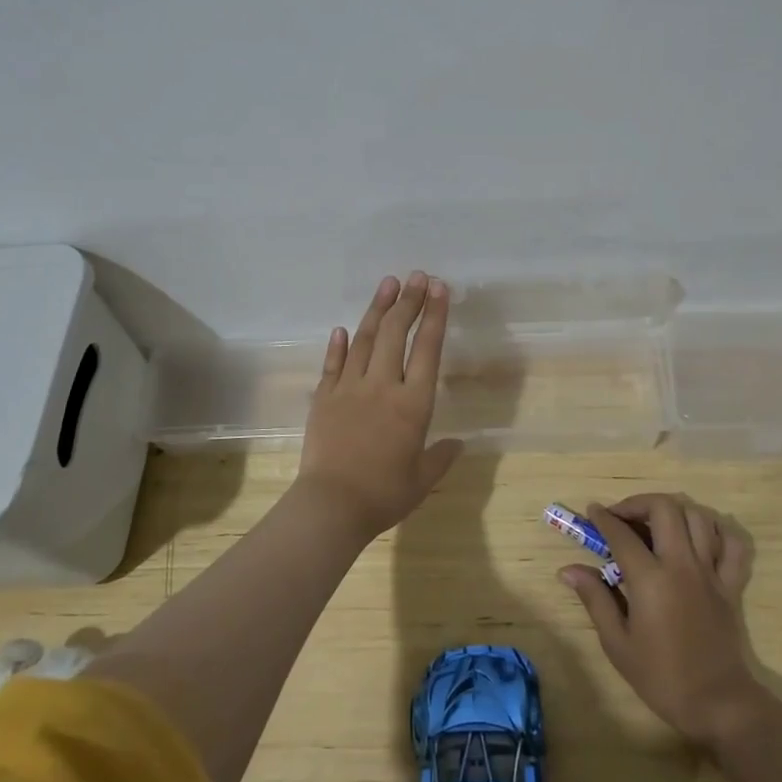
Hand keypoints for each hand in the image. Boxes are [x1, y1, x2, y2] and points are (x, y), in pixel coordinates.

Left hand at [296, 272, 462, 540]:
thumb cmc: (384, 494)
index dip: (434, 315)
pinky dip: (338, 344)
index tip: (439, 288)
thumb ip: (441, 456)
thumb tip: (458, 443)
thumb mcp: (422, 479)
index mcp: (413, 404)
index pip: (427, 349)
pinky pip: (333, 364)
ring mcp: (349, 388)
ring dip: (377, 309)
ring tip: (388, 284)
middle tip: (416, 275)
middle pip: (395, 334)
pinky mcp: (324, 398)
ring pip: (363, 339)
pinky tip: (342, 328)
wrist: (331, 505)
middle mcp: (382, 386)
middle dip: (408, 301)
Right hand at [560, 492, 760, 748]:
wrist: (718, 704)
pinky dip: (717, 530)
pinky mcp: (732, 583)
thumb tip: (569, 569)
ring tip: (657, 523)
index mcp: (651, 579)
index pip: (622, 533)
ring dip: (674, 511)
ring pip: (698, 516)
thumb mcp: (617, 643)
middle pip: (664, 508)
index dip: (603, 518)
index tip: (592, 511)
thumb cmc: (661, 677)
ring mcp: (711, 571)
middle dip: (638, 503)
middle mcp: (682, 564)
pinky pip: (733, 543)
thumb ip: (595, 599)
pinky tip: (700, 536)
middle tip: (623, 516)